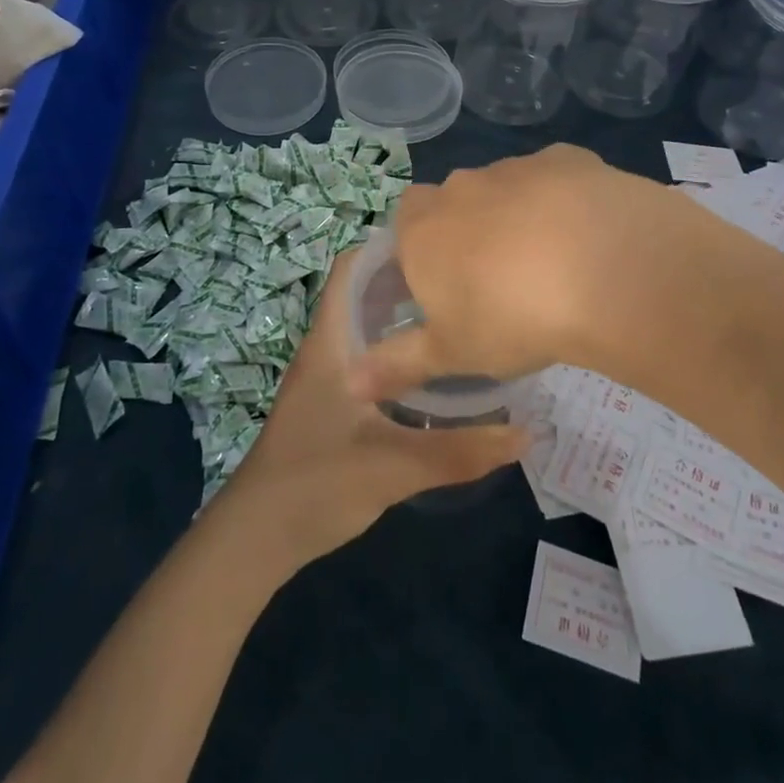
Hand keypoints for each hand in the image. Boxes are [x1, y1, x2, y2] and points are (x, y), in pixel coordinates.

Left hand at [217, 248, 526, 569]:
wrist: (256, 539)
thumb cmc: (317, 484)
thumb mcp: (395, 467)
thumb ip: (461, 451)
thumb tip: (527, 433)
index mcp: (332, 342)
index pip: (351, 268)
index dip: (389, 246)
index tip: (439, 243)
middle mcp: (327, 347)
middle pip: (364, 292)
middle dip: (408, 281)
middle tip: (461, 281)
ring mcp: (326, 375)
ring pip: (366, 326)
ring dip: (403, 317)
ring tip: (454, 316)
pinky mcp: (330, 401)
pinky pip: (367, 356)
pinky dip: (396, 351)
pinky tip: (430, 371)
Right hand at [348, 145, 703, 401]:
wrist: (602, 270)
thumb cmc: (511, 318)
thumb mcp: (451, 353)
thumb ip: (397, 364)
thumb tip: (350, 384)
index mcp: (424, 229)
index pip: (406, 222)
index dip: (423, 248)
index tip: (448, 283)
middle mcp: (462, 187)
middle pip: (455, 202)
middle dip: (470, 229)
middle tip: (501, 278)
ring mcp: (515, 167)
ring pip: (507, 188)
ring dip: (519, 215)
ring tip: (553, 263)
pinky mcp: (567, 159)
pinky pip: (556, 178)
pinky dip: (565, 200)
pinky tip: (589, 233)